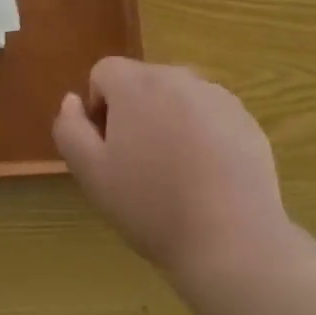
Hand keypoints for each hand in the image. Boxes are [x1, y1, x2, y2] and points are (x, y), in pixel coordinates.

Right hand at [53, 58, 287, 277]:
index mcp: (136, 83)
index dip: (99, 109)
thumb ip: (70, 129)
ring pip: (177, 99)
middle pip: (142, 83)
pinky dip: (203, 135)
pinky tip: (208, 178)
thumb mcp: (91, 175)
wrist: (233, 241)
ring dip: (169, 122)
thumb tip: (72, 100)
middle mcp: (176, 76)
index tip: (109, 151)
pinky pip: (210, 115)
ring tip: (177, 175)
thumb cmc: (152, 207)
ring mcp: (216, 95)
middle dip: (135, 114)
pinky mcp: (245, 118)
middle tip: (140, 166)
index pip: (104, 72)